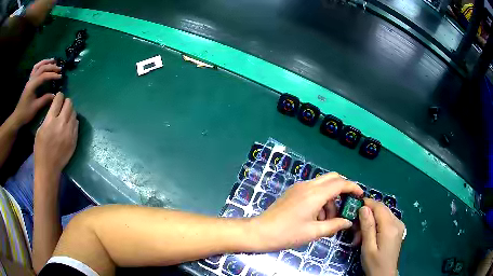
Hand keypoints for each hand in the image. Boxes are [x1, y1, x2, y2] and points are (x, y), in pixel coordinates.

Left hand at [11, 59, 60, 127]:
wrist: (18, 117)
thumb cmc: (26, 113)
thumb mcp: (36, 108)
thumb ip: (45, 99)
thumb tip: (54, 95)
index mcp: (32, 85)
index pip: (44, 76)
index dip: (52, 75)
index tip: (60, 77)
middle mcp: (31, 79)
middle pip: (42, 68)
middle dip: (51, 67)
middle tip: (59, 68)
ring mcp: (30, 79)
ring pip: (39, 65)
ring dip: (46, 62)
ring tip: (54, 61)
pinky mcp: (29, 81)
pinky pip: (35, 68)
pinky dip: (41, 64)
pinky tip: (45, 65)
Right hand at [34, 93, 77, 176]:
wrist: (48, 168)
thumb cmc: (40, 149)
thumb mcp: (40, 129)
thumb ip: (48, 117)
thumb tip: (55, 108)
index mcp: (51, 120)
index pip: (59, 99)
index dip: (59, 96)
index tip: (59, 96)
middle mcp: (61, 123)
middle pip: (69, 104)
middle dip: (66, 102)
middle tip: (63, 105)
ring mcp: (69, 132)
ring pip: (74, 113)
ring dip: (70, 111)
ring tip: (66, 115)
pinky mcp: (74, 139)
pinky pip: (76, 124)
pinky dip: (73, 121)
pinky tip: (69, 124)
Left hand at [252, 173, 363, 250]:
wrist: (260, 232)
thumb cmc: (287, 234)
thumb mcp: (313, 232)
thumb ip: (334, 225)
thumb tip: (348, 222)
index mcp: (314, 194)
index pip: (340, 183)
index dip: (353, 187)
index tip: (360, 195)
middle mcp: (307, 186)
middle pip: (332, 178)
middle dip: (342, 189)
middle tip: (346, 206)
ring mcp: (298, 188)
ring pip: (322, 185)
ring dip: (330, 198)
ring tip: (328, 220)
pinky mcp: (293, 192)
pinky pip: (313, 190)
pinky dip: (320, 199)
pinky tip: (317, 217)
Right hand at [359, 198, 405, 275]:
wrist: (385, 274)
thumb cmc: (374, 263)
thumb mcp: (368, 247)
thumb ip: (367, 227)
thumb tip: (364, 208)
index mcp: (390, 227)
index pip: (379, 207)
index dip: (367, 203)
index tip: (353, 207)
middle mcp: (397, 222)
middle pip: (381, 209)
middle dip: (367, 215)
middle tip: (355, 229)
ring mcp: (399, 225)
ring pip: (383, 214)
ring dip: (371, 221)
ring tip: (361, 236)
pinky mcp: (398, 229)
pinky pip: (386, 220)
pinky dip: (377, 224)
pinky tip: (370, 235)